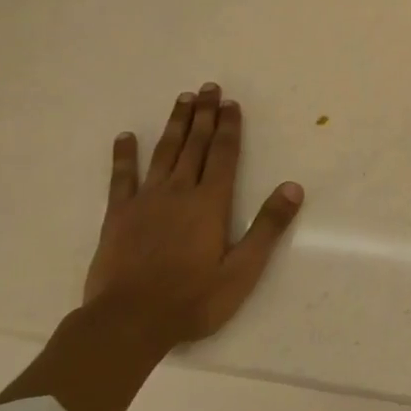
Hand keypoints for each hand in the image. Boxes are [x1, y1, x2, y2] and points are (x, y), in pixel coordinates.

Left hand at [83, 84, 303, 348]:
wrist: (128, 322)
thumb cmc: (192, 299)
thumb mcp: (242, 270)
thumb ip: (267, 227)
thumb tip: (293, 187)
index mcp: (210, 203)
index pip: (223, 154)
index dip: (228, 127)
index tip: (231, 103)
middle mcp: (179, 192)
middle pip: (194, 145)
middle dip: (204, 115)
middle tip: (208, 88)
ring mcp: (145, 201)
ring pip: (163, 152)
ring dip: (175, 125)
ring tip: (182, 99)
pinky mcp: (118, 215)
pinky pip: (121, 178)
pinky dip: (124, 155)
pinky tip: (126, 137)